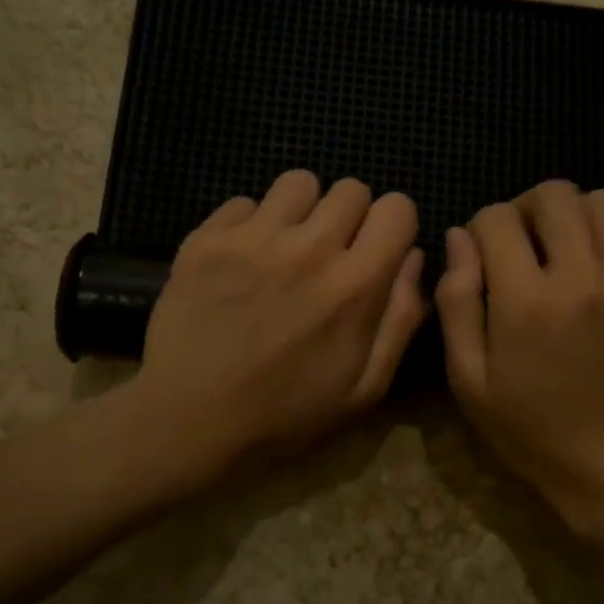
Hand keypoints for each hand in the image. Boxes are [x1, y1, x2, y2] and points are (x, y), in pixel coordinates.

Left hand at [126, 170, 424, 480]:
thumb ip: (401, 318)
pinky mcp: (206, 238)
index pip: (397, 208)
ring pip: (298, 183)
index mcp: (355, 285)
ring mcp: (253, 238)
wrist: (189, 420)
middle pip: (351, 189)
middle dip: (351, 217)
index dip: (394, 226)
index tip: (378, 250)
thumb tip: (414, 258)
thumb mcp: (366, 388)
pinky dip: (250, 225)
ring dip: (302, 211)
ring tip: (286, 247)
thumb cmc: (286, 413)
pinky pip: (244, 202)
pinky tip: (241, 261)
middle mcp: (309, 248)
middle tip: (331, 253)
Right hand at [436, 180, 603, 540]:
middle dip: (528, 209)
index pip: (496, 219)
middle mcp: (582, 277)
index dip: (480, 229)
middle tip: (524, 244)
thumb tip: (459, 238)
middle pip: (555, 195)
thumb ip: (456, 302)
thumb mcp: (469, 379)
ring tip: (569, 250)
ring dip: (578, 216)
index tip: (483, 256)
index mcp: (525, 301)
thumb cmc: (530, 429)